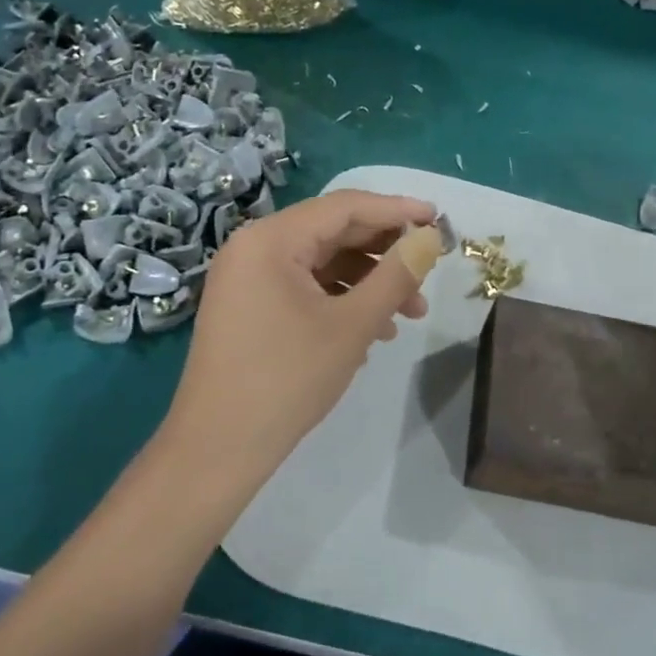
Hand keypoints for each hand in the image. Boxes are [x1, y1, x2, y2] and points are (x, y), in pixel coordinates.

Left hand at [163, 189, 443, 482]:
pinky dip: (342, 300)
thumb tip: (429, 238)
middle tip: (429, 271)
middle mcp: (255, 247)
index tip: (438, 218)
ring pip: (322, 263)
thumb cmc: (287, 379)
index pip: (344, 207)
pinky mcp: (250, 306)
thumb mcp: (352, 325)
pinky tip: (375, 331)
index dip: (396, 210)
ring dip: (369, 282)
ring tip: (411, 314)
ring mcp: (248, 278)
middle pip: (333, 232)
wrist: (217, 449)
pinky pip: (305, 287)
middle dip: (385, 253)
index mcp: (271, 239)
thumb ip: (396, 275)